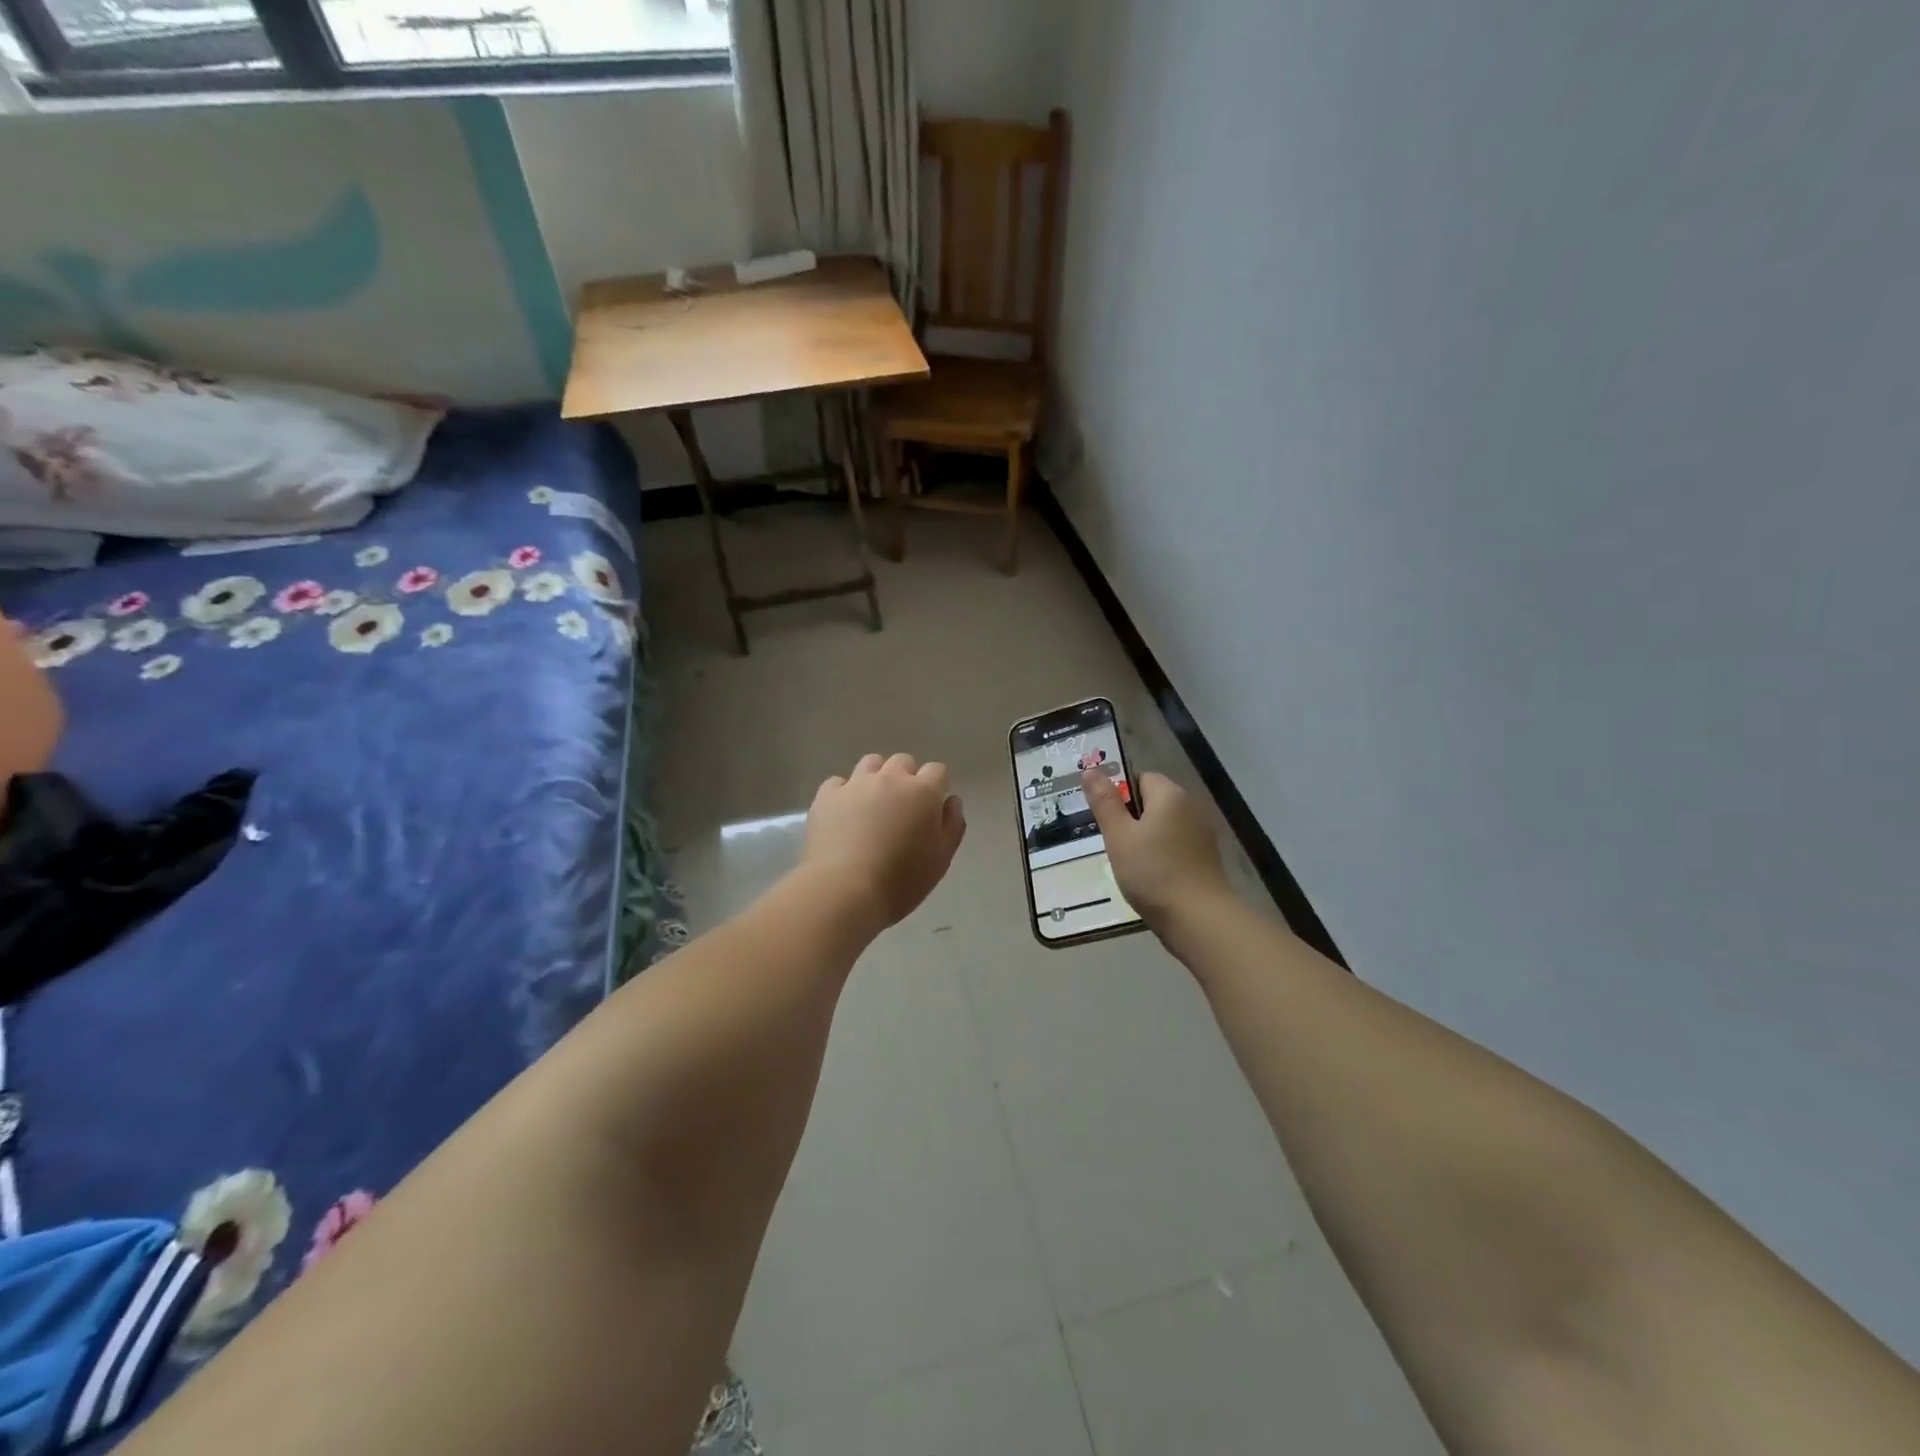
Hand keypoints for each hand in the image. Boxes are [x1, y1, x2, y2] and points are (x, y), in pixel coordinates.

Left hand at [805, 754, 966, 929]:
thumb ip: (952, 825)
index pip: (938, 771)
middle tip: (902, 809)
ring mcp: (855, 784)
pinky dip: (843, 793)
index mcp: (923, 792)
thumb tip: (950, 800)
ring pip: (871, 764)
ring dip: (876, 777)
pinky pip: (838, 783)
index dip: (937, 786)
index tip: (932, 808)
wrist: (844, 890)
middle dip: (906, 778)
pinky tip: (843, 815)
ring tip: (872, 805)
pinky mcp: (826, 796)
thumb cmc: (901, 880)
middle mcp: (890, 778)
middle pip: (903, 762)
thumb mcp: (941, 859)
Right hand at [1083, 769, 1234, 931]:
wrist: (1199, 919)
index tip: (1106, 820)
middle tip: (1113, 844)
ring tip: (1128, 864)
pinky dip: (1161, 856)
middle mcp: (1191, 808)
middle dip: (1130, 819)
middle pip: (1153, 802)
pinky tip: (1149, 878)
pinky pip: (1175, 847)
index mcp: (1170, 795)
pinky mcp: (1205, 860)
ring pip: (1164, 827)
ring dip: (1145, 840)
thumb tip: (1090, 770)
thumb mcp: (1119, 836)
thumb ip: (1104, 802)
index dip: (1120, 794)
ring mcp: (1202, 835)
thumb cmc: (1153, 872)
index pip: (1140, 778)